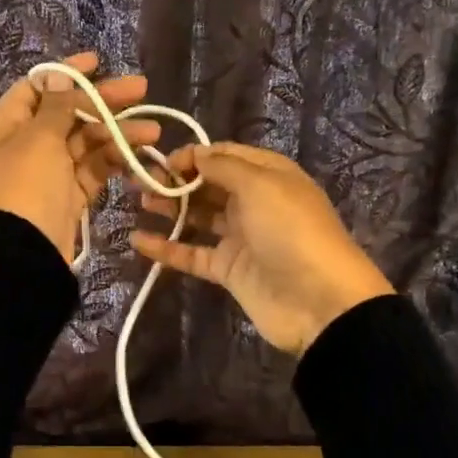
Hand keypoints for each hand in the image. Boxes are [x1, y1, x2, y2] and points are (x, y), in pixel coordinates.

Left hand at [0, 51, 161, 262]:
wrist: (22, 252)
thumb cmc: (25, 185)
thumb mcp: (39, 137)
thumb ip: (57, 104)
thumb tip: (59, 74)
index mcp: (7, 123)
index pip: (38, 87)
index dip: (67, 72)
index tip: (99, 62)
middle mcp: (26, 143)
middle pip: (68, 112)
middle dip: (104, 101)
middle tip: (142, 89)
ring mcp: (49, 170)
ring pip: (86, 141)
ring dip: (117, 133)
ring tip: (152, 132)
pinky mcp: (69, 194)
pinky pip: (94, 168)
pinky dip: (115, 160)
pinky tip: (140, 153)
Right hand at [129, 142, 392, 353]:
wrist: (320, 302)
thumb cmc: (290, 231)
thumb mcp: (260, 185)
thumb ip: (223, 166)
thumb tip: (195, 155)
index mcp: (267, 175)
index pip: (224, 155)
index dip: (193, 156)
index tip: (162, 162)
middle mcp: (253, 202)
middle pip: (207, 185)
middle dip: (174, 180)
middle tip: (139, 181)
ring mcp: (240, 238)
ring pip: (197, 217)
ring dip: (168, 208)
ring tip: (138, 203)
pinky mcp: (228, 270)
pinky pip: (192, 254)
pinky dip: (166, 248)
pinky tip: (138, 241)